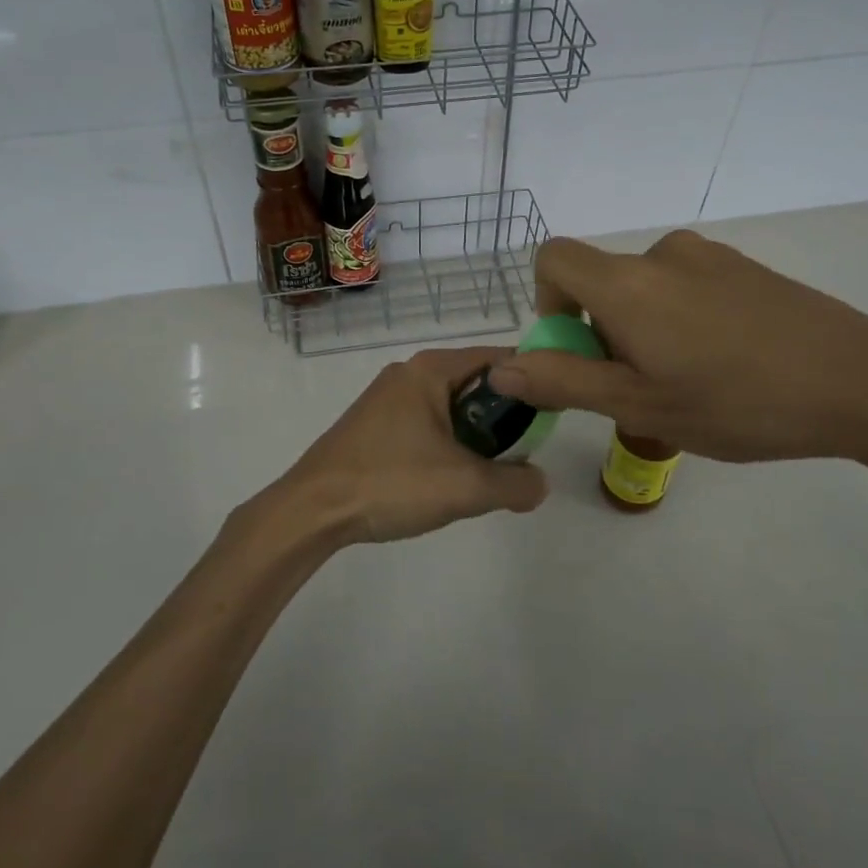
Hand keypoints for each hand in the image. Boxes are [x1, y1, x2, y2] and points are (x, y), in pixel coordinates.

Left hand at [262, 345, 549, 546]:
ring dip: (476, 433)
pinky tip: (451, 476)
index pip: (499, 357)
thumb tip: (541, 483)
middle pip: (475, 381)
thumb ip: (516, 483)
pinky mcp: (374, 424)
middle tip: (527, 448)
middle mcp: (409, 372)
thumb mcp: (466, 487)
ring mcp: (387, 398)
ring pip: (450, 405)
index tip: (556, 407)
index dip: (532, 379)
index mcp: (430, 369)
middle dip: (505, 413)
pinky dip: (448, 441)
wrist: (312, 510)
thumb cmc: (391, 483)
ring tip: (492, 469)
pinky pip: (427, 421)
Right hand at [486, 231, 867, 463]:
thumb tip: (504, 368)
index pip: (553, 258)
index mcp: (627, 282)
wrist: (862, 382)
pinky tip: (727, 366)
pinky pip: (688, 287)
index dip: (547, 301)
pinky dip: (682, 320)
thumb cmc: (737, 400)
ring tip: (688, 384)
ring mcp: (711, 257)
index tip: (576, 349)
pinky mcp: (747, 269)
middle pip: (602, 280)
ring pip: (647, 288)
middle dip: (601, 331)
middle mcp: (663, 254)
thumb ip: (564, 382)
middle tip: (640, 388)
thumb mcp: (639, 405)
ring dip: (643, 330)